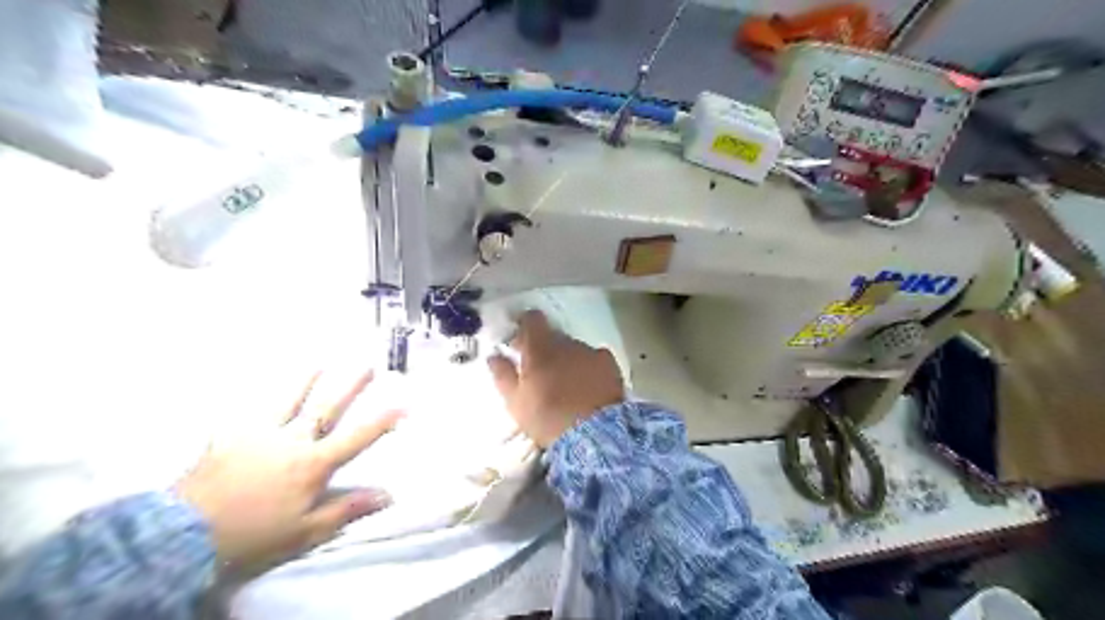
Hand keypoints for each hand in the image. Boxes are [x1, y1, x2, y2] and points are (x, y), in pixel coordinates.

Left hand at [178, 367, 404, 570]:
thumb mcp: (305, 531)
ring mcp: (260, 434)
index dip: (383, 421)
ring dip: (306, 379)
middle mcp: (292, 441)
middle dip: (350, 385)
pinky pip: (246, 411)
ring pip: (288, 399)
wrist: (182, 536)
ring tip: (319, 361)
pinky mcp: (229, 436)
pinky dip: (255, 397)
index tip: (404, 404)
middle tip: (366, 364)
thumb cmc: (253, 535)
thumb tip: (387, 495)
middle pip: (327, 407)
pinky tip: (256, 387)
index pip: (357, 438)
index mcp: (313, 464)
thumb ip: (346, 509)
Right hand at [487, 314, 623, 446]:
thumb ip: (503, 375)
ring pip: (574, 348)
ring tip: (567, 384)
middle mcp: (566, 343)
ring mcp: (590, 352)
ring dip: (567, 359)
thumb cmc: (548, 419)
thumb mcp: (515, 402)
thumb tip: (494, 356)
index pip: (532, 319)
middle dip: (545, 348)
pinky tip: (588, 386)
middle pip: (553, 336)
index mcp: (540, 348)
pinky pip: (594, 358)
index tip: (520, 340)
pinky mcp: (610, 364)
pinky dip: (588, 367)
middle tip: (541, 371)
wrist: (595, 434)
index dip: (525, 325)